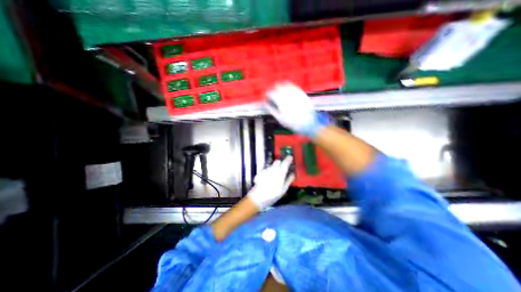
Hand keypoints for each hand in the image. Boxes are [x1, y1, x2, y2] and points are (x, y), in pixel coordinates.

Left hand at [247, 156, 294, 210]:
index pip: (285, 163)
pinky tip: (268, 179)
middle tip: (282, 168)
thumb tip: (293, 174)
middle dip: (281, 163)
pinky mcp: (260, 173)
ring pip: (272, 165)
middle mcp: (273, 169)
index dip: (288, 159)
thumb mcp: (283, 190)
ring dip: (274, 168)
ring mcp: (266, 170)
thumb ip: (288, 180)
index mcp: (280, 173)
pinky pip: (266, 169)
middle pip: (277, 161)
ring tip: (274, 177)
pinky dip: (268, 172)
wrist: (258, 198)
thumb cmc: (273, 195)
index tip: (290, 157)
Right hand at [265, 81, 329, 137]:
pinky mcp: (302, 93)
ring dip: (281, 86)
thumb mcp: (280, 119)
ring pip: (286, 84)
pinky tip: (288, 90)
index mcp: (281, 101)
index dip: (267, 95)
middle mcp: (288, 95)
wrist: (308, 123)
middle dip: (273, 89)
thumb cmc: (293, 123)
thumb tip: (266, 104)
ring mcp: (295, 93)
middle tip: (272, 93)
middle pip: (278, 86)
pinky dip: (289, 86)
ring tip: (279, 90)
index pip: (271, 94)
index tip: (266, 97)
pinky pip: (294, 86)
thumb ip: (271, 110)